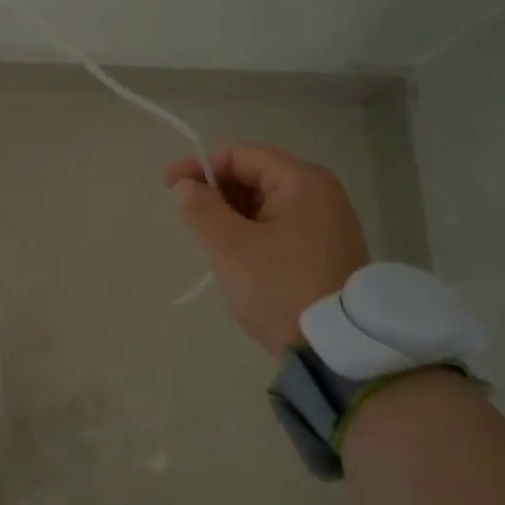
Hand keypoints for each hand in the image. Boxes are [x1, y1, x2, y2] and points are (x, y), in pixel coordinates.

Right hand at [166, 144, 369, 354]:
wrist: (335, 348)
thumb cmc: (279, 287)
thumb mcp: (230, 247)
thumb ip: (201, 209)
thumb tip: (185, 185)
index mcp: (302, 181)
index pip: (240, 155)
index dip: (200, 167)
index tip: (169, 188)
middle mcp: (320, 194)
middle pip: (255, 177)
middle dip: (217, 195)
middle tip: (190, 223)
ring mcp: (327, 224)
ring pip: (265, 206)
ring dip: (232, 218)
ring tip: (212, 247)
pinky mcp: (325, 252)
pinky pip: (279, 229)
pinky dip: (252, 236)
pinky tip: (238, 262)